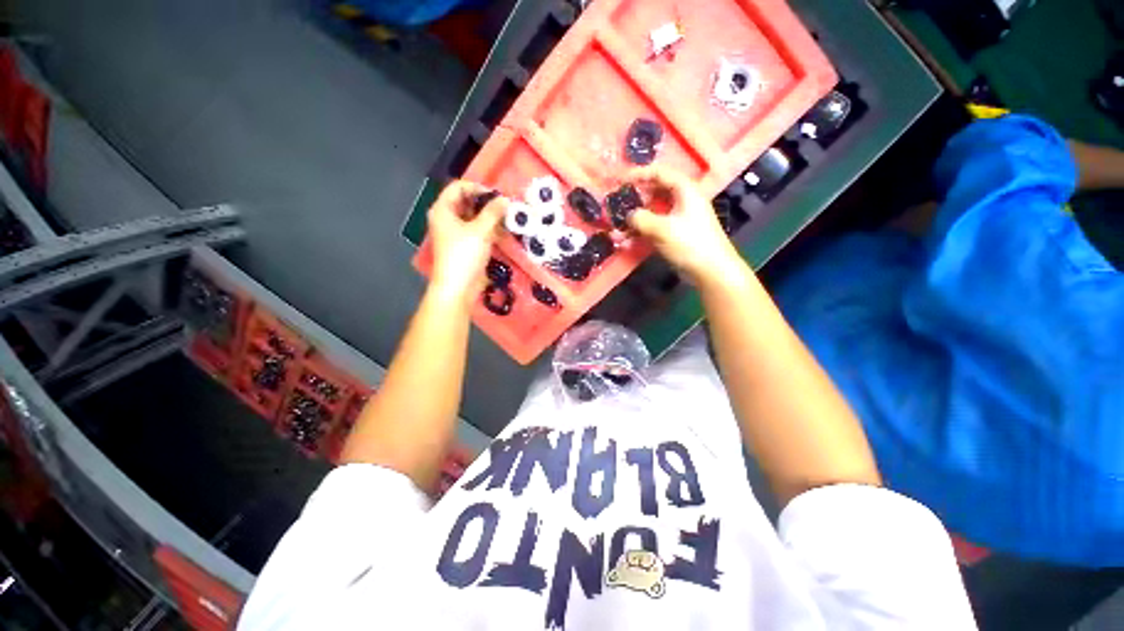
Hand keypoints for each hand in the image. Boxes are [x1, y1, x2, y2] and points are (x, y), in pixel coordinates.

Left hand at [427, 180, 506, 304]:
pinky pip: (478, 232)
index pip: (459, 187)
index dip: (478, 187)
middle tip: (506, 207)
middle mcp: (447, 218)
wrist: (458, 287)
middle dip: (487, 204)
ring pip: (474, 218)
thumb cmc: (464, 255)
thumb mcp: (481, 230)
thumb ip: (494, 213)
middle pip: (467, 202)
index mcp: (443, 209)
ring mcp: (456, 233)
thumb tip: (505, 199)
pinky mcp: (465, 246)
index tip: (497, 196)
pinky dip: (489, 230)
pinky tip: (503, 233)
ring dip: (490, 218)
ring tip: (508, 220)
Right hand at [627, 166, 745, 286]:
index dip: (639, 174)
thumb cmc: (690, 244)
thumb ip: (641, 219)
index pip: (659, 172)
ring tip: (621, 222)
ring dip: (638, 215)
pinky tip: (630, 236)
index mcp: (685, 190)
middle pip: (656, 190)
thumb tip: (628, 215)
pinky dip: (643, 228)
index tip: (620, 182)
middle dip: (637, 196)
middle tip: (619, 203)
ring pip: (655, 208)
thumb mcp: (662, 229)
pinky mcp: (677, 232)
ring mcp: (680, 216)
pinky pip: (656, 224)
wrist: (711, 270)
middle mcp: (683, 199)